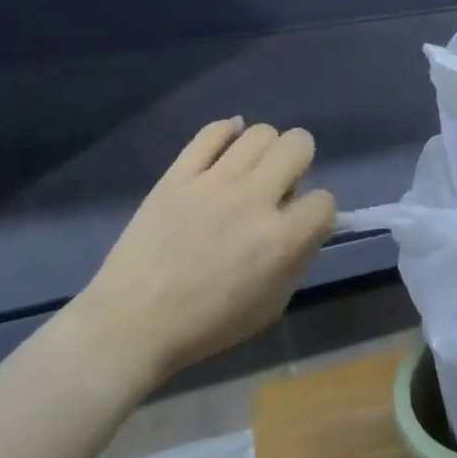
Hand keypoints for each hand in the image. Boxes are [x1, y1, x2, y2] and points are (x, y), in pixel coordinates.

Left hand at [63, 119, 336, 395]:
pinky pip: (211, 133)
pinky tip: (227, 148)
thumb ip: (296, 262)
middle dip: (299, 163)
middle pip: (298, 145)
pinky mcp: (177, 176)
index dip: (318, 212)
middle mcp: (254, 200)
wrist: (131, 323)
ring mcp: (213, 183)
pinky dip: (226, 133)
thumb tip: (301, 231)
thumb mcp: (272, 306)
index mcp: (282, 240)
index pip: (325, 200)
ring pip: (259, 133)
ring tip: (251, 172)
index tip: (302, 224)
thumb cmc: (206, 325)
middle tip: (281, 186)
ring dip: (265, 151)